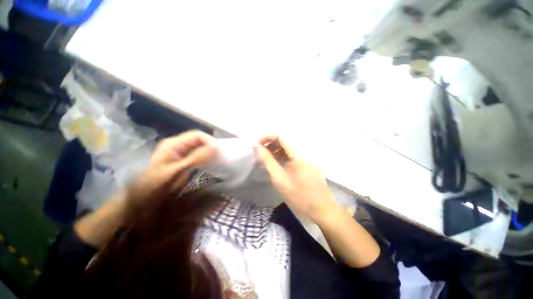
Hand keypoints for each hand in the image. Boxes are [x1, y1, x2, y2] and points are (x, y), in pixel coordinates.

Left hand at [127, 130, 216, 205]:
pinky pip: (197, 153)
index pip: (197, 135)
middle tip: (221, 156)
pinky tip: (209, 162)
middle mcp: (177, 144)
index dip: (210, 141)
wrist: (144, 197)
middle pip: (198, 140)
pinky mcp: (182, 158)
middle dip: (210, 146)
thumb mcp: (176, 171)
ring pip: (199, 146)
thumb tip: (214, 148)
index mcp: (173, 144)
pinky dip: (205, 156)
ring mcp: (179, 151)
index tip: (220, 151)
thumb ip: (195, 158)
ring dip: (209, 151)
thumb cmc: (157, 184)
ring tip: (218, 158)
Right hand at [255, 136, 335, 220]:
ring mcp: (309, 156)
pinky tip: (277, 162)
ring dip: (277, 150)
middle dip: (271, 144)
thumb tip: (257, 146)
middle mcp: (306, 150)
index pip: (281, 136)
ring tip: (267, 158)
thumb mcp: (279, 178)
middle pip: (286, 140)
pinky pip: (294, 153)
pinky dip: (284, 155)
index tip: (257, 145)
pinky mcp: (309, 161)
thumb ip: (267, 160)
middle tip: (260, 152)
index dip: (267, 138)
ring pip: (290, 147)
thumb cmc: (298, 195)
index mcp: (299, 153)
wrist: (321, 208)